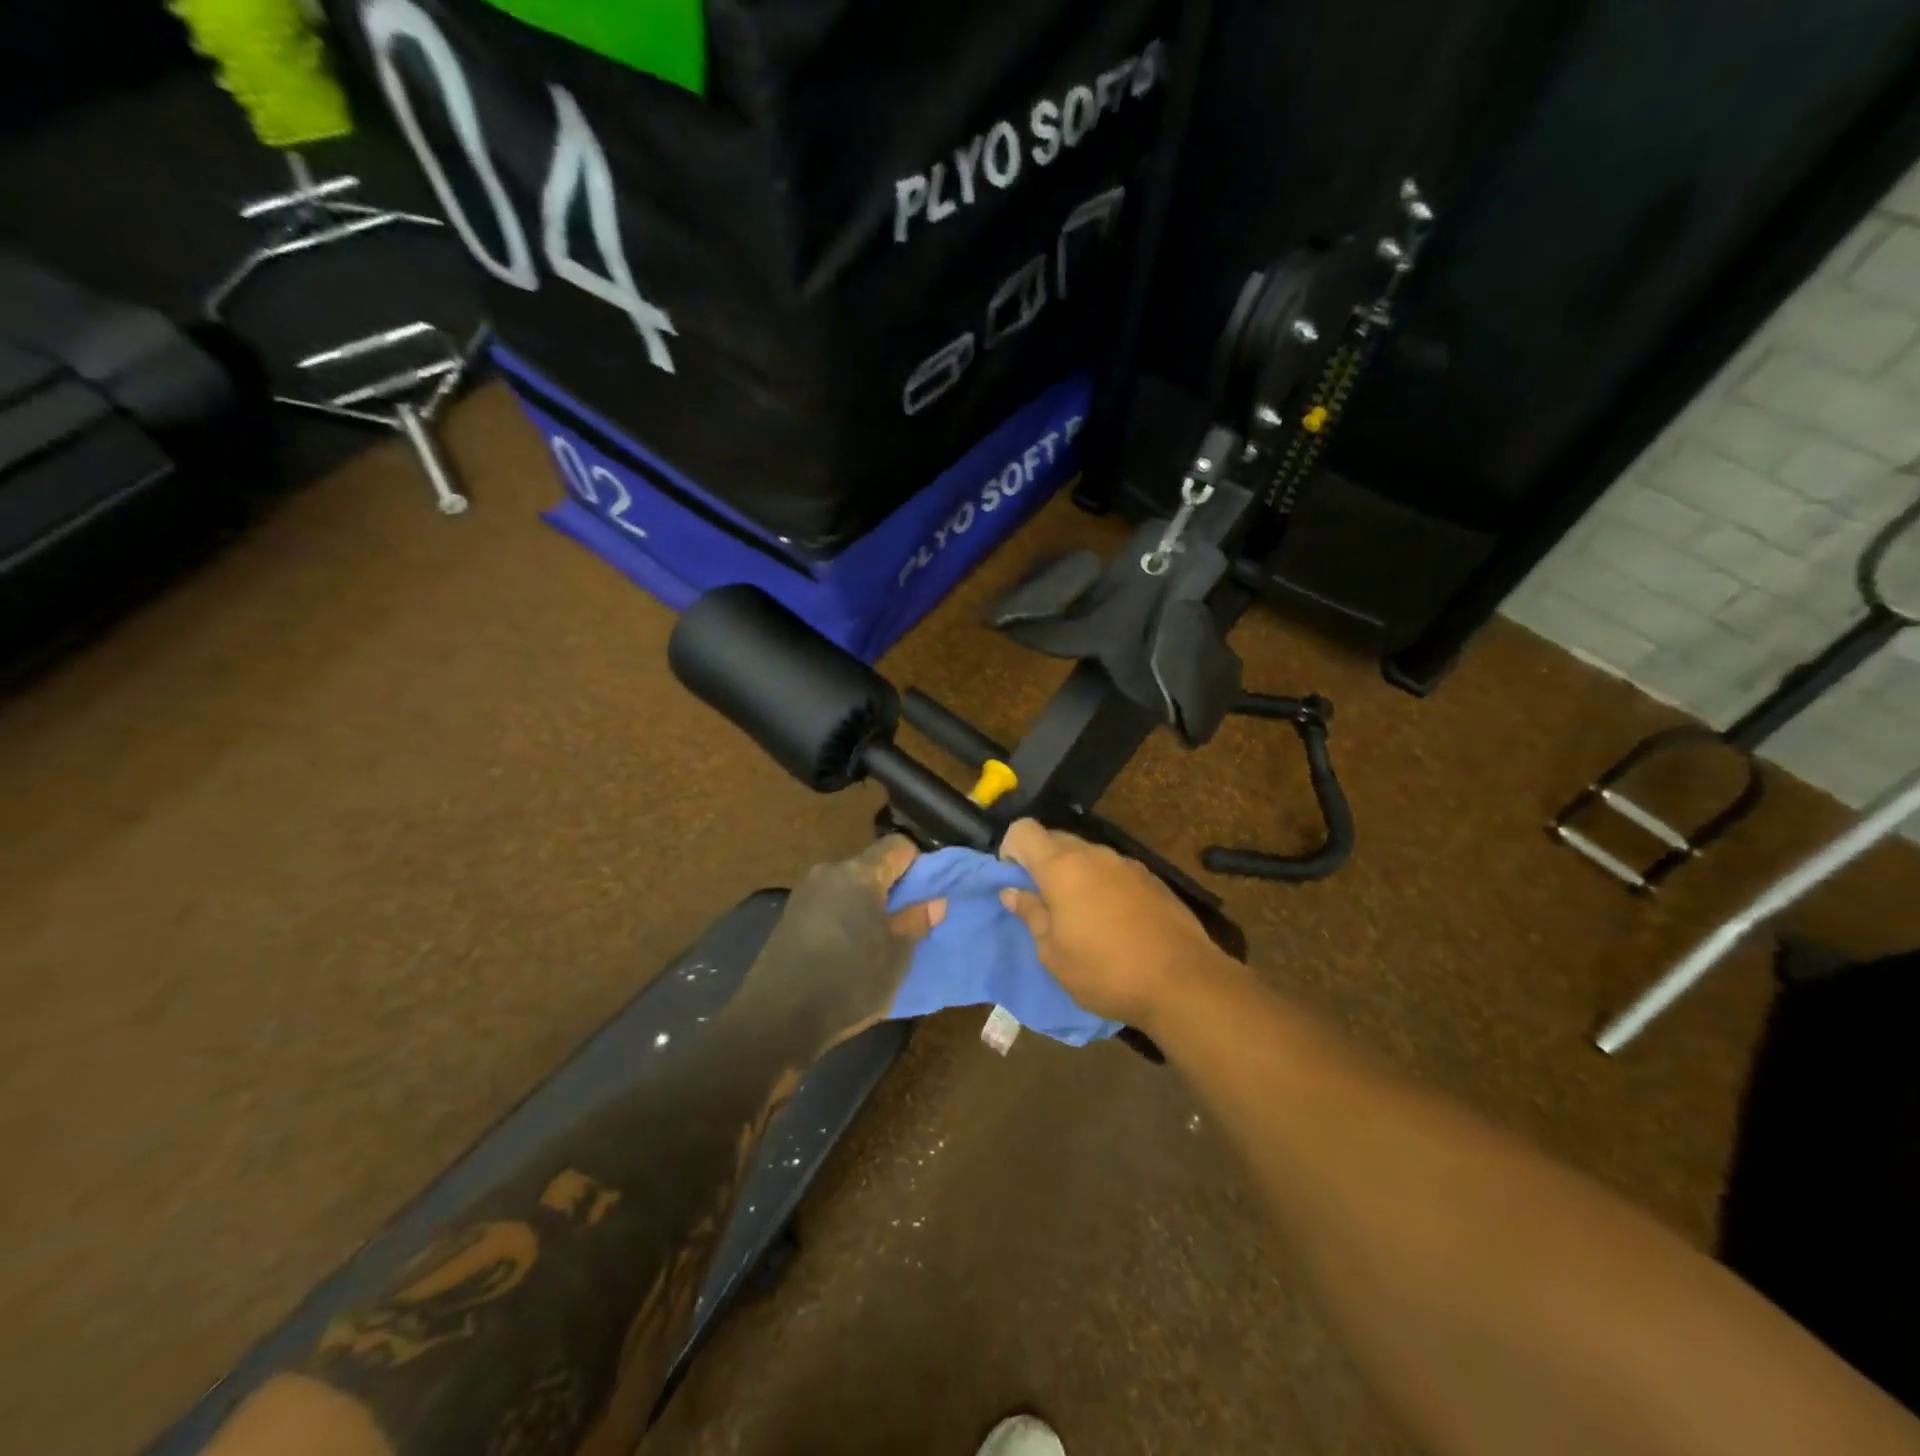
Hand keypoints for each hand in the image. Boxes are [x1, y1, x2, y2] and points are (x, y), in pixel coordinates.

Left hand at [737, 836, 945, 1052]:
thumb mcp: (896, 956)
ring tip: (876, 939)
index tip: (925, 894)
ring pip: (848, 886)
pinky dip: (843, 917)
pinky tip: (846, 950)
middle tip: (905, 921)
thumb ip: (916, 922)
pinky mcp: (788, 916)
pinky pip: (828, 904)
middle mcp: (829, 872)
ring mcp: (804, 893)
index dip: (918, 864)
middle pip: (870, 865)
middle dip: (891, 887)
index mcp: (859, 873)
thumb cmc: (849, 981)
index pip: (897, 846)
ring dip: (865, 904)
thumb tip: (936, 901)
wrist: (777, 1019)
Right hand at [998, 819, 1232, 1032]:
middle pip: (1055, 839)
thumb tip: (1012, 892)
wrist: (1184, 981)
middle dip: (1041, 862)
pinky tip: (1114, 921)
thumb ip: (1031, 915)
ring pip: (1087, 855)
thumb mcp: (1054, 954)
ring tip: (1079, 916)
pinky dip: (1102, 884)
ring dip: (1074, 874)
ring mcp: (1127, 864)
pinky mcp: (1152, 879)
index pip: (1024, 830)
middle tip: (1043, 903)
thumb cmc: (1106, 971)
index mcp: (1062, 867)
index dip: (1010, 849)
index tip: (1014, 882)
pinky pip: (1113, 871)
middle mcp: (1094, 855)